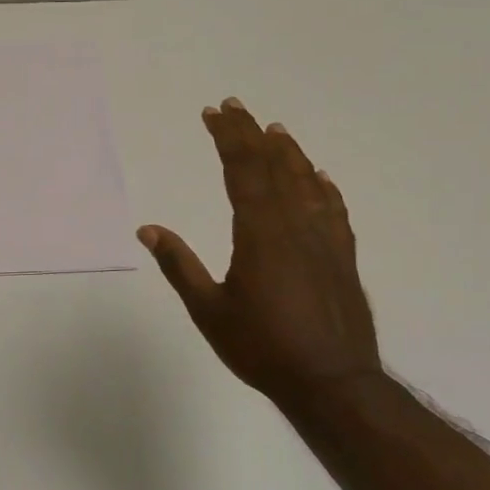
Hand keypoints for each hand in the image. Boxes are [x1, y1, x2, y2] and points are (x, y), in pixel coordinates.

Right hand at [138, 98, 381, 409]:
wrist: (333, 383)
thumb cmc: (263, 347)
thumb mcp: (209, 310)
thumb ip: (180, 266)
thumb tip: (147, 230)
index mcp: (260, 232)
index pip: (242, 170)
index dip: (228, 138)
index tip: (214, 113)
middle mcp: (295, 224)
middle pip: (273, 166)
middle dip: (251, 134)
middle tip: (235, 107)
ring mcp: (324, 239)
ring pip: (306, 182)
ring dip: (288, 152)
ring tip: (275, 129)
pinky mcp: (342, 257)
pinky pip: (333, 209)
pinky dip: (324, 187)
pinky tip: (320, 178)